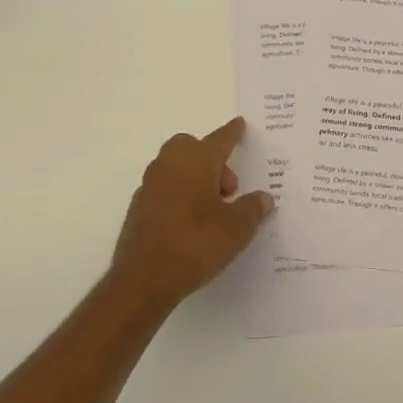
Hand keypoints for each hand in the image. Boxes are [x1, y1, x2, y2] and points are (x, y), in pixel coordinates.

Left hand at [111, 118, 275, 306]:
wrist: (144, 278)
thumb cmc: (196, 244)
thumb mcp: (238, 229)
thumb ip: (253, 209)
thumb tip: (263, 198)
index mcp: (195, 162)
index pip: (219, 140)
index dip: (233, 133)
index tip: (240, 124)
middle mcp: (169, 166)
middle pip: (192, 148)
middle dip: (212, 160)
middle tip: (229, 189)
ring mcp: (150, 187)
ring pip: (177, 169)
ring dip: (196, 179)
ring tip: (215, 210)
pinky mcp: (139, 209)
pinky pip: (166, 191)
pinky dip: (181, 197)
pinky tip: (193, 224)